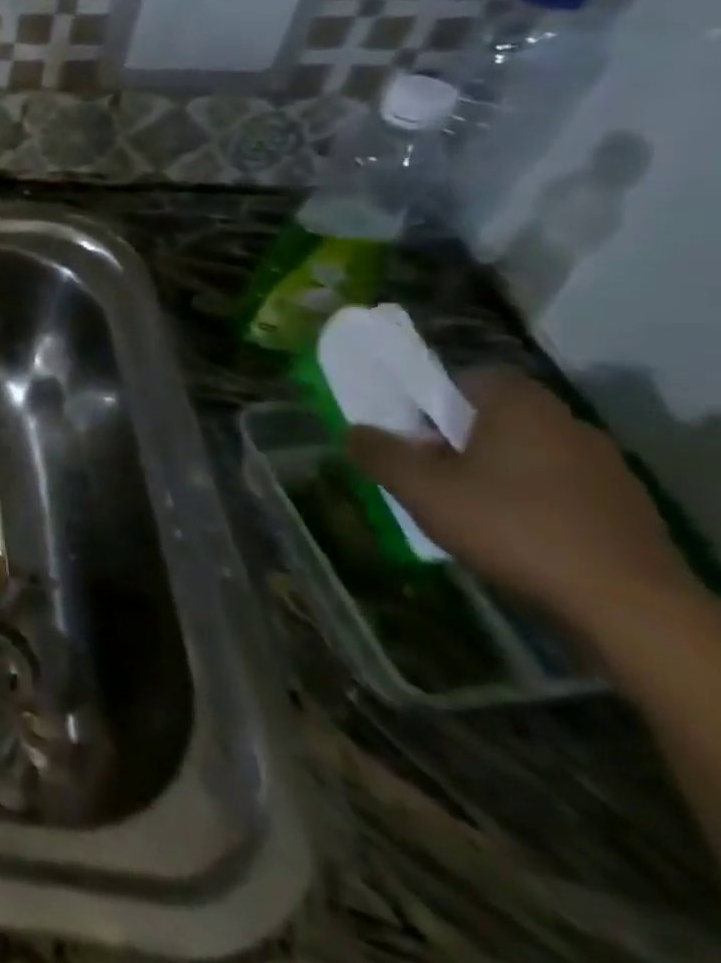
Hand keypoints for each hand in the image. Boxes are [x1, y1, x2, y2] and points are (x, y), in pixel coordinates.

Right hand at [345, 370, 691, 640]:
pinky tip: (514, 534)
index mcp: (522, 407)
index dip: (439, 395)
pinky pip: (563, 490)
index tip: (414, 425)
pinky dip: (535, 501)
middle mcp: (570, 425)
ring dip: (499, 471)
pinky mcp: (627, 511)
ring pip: (533, 454)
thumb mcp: (420, 488)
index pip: (475, 377)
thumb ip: (379, 453)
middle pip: (502, 417)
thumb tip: (354, 431)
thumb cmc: (510, 526)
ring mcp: (608, 470)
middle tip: (429, 467)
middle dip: (462, 437)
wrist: (625, 604)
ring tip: (467, 506)